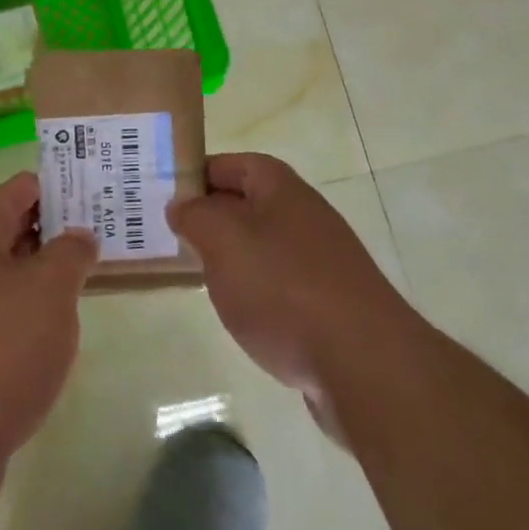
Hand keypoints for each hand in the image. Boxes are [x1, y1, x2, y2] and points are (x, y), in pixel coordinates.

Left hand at [0, 171, 97, 486]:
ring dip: (43, 275)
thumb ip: (70, 253)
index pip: (14, 192)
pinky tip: (56, 333)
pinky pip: (2, 321)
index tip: (90, 188)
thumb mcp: (49, 288)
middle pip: (9, 233)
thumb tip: (78, 235)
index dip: (51, 184)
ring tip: (87, 277)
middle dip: (52, 229)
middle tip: (101, 230)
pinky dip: (30, 317)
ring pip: (7, 279)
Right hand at [169, 154, 408, 406]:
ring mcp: (322, 263)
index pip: (234, 164)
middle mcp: (305, 217)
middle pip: (248, 204)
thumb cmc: (284, 289)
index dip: (199, 174)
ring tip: (197, 276)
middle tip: (171, 237)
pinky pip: (280, 286)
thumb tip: (183, 205)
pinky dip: (256, 294)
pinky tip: (240, 316)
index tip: (164, 196)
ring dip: (231, 258)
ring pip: (263, 247)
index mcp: (282, 190)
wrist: (365, 365)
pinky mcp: (329, 306)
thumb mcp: (223, 240)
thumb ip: (196, 215)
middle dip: (210, 218)